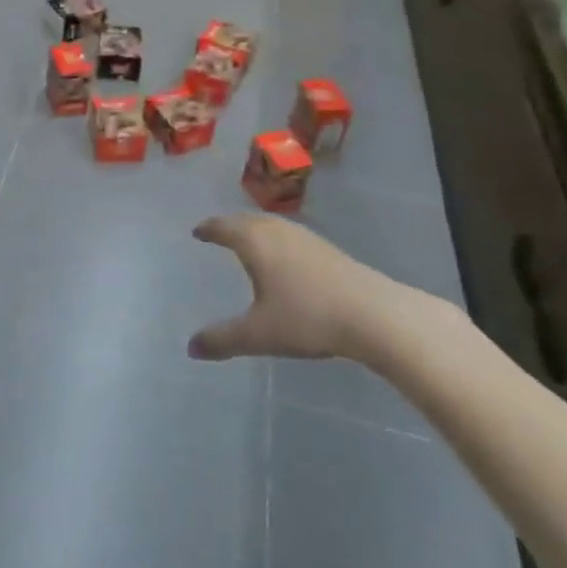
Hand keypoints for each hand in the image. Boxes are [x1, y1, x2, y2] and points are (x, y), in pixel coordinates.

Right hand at [186, 214, 438, 363]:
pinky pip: (290, 235)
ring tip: (247, 242)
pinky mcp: (329, 250)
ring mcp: (306, 238)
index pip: (223, 227)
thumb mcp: (259, 334)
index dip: (208, 229)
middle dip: (230, 225)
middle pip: (247, 220)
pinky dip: (276, 239)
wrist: (375, 316)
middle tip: (218, 232)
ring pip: (272, 225)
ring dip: (255, 229)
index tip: (197, 231)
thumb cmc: (308, 318)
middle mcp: (278, 231)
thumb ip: (223, 340)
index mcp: (255, 242)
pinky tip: (284, 258)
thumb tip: (191, 348)